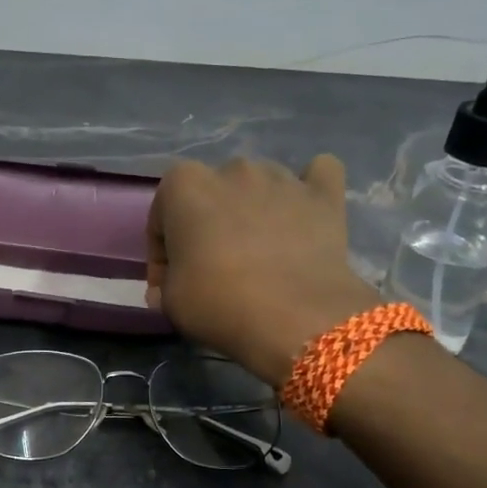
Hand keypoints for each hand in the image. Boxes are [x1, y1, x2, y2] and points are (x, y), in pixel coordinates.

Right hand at [146, 155, 378, 384]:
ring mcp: (282, 177)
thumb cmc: (220, 303)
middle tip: (214, 268)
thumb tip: (167, 288)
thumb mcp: (170, 302)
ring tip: (261, 251)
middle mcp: (233, 169)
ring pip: (260, 184)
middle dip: (209, 225)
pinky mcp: (324, 194)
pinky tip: (304, 212)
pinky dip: (309, 189)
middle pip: (212, 195)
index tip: (169, 284)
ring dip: (254, 210)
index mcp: (185, 185)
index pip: (162, 216)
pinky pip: (318, 175)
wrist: (296, 318)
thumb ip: (164, 285)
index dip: (163, 253)